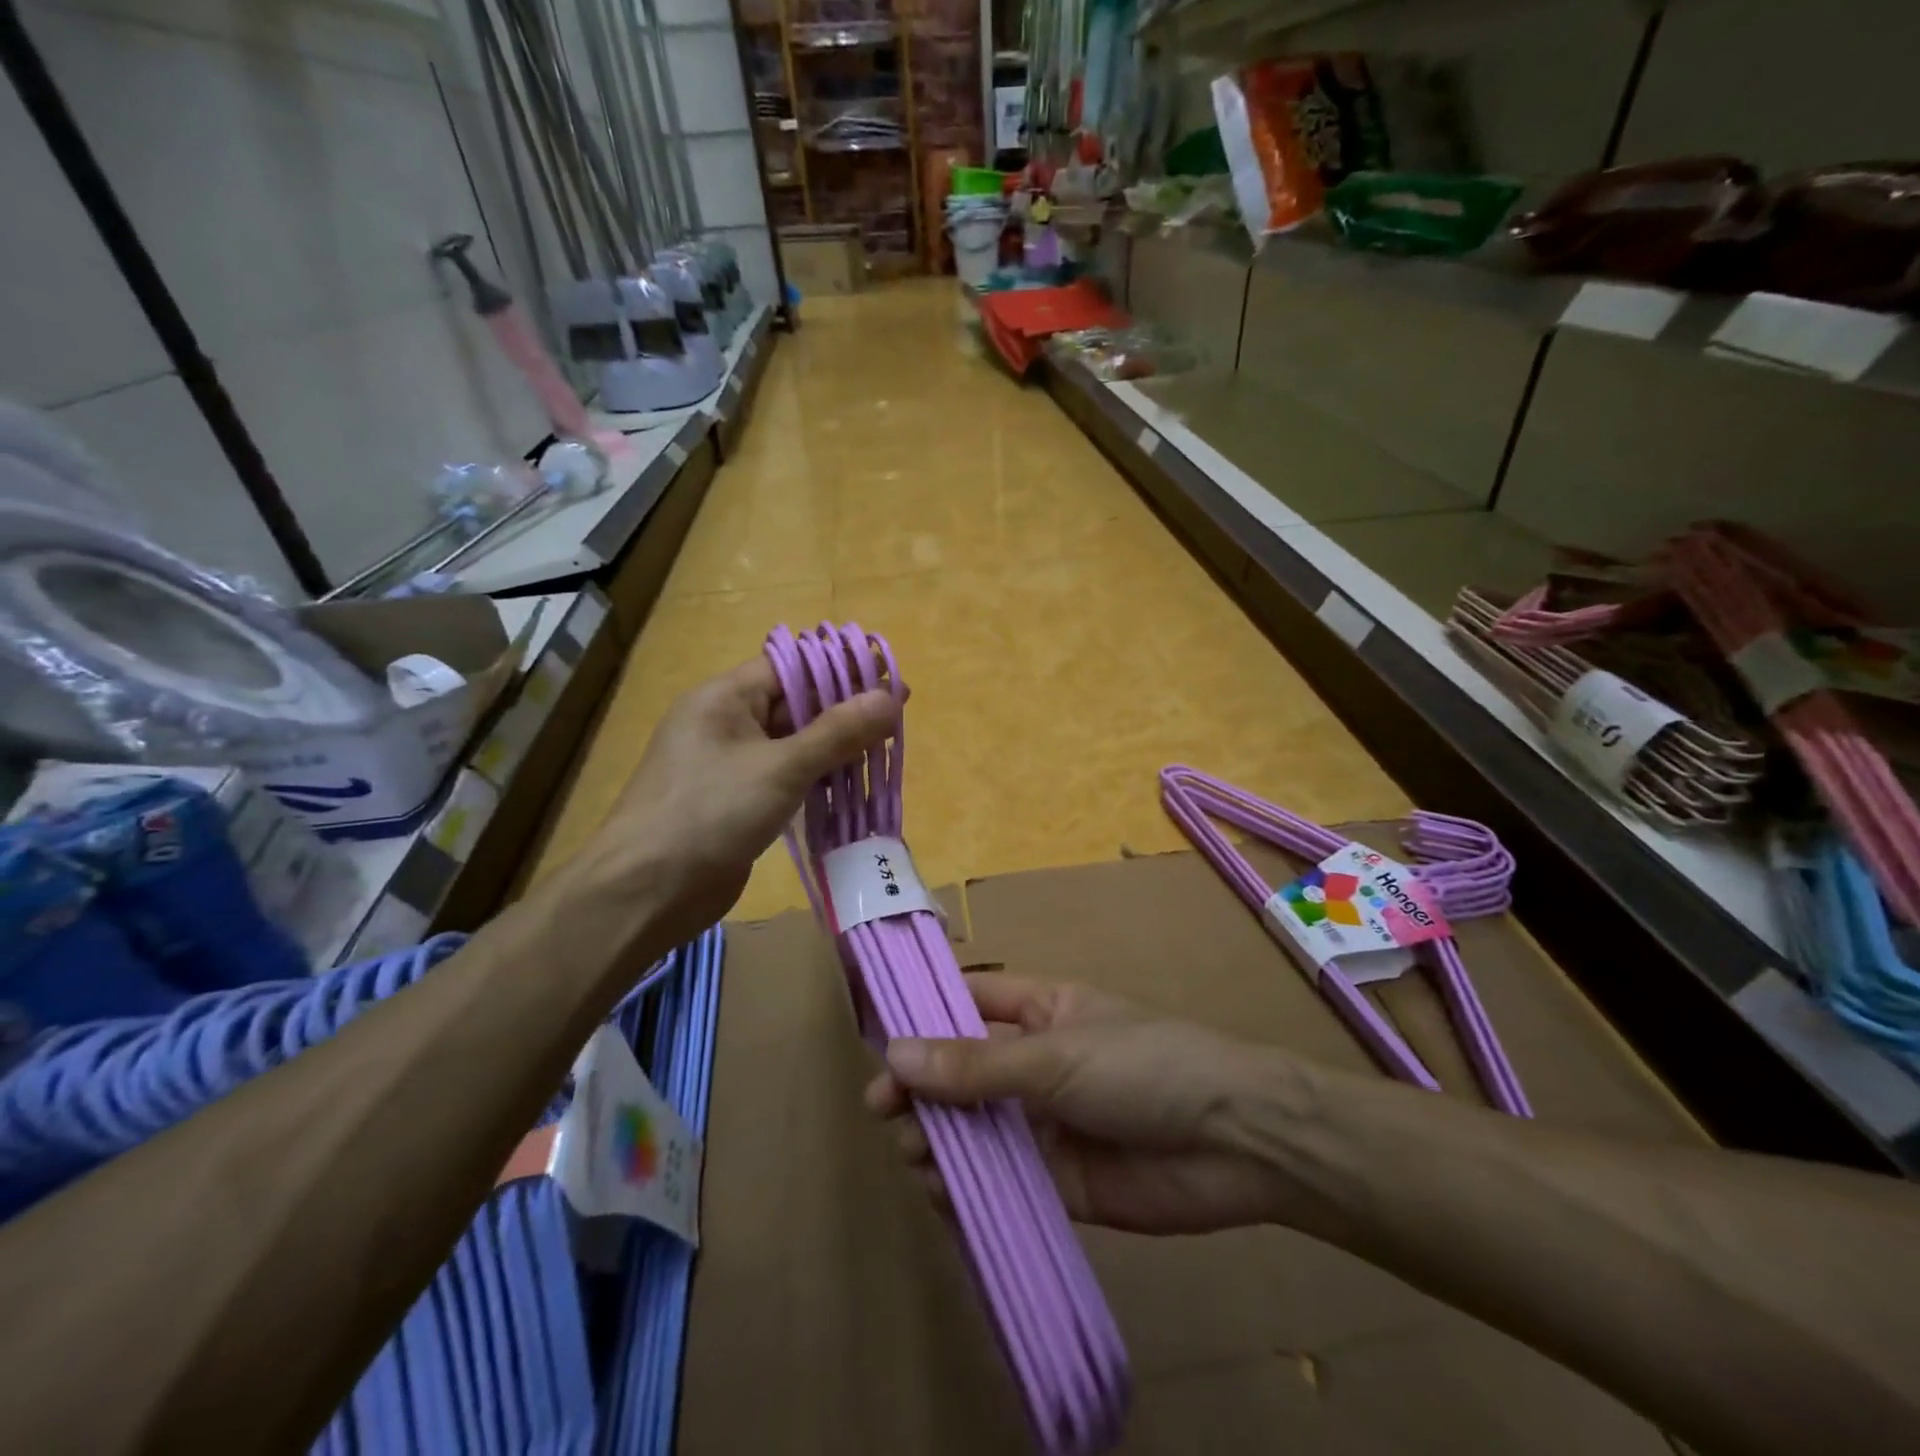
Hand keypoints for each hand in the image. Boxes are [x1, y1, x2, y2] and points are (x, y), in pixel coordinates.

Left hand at [590, 656, 896, 942]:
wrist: (646, 891)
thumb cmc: (710, 813)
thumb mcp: (780, 767)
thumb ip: (837, 732)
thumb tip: (891, 697)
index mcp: (724, 697)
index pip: (791, 667)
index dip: (841, 670)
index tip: (889, 679)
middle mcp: (725, 723)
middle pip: (794, 704)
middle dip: (844, 710)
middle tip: (896, 718)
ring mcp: (728, 764)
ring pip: (792, 743)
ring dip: (834, 747)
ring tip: (883, 750)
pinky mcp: (736, 801)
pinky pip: (784, 777)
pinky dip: (816, 778)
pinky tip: (849, 785)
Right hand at [865, 975, 1289, 1234]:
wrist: (1236, 1143)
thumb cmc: (1143, 1067)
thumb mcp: (1055, 1056)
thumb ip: (976, 1065)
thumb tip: (895, 1053)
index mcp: (1040, 1012)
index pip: (968, 1004)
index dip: (923, 1018)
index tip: (877, 1044)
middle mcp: (1035, 1064)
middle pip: (961, 1071)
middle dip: (922, 1089)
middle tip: (886, 1113)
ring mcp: (1044, 1124)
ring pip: (974, 1129)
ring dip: (938, 1140)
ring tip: (917, 1154)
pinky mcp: (1057, 1182)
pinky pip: (999, 1182)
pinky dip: (967, 1191)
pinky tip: (944, 1197)